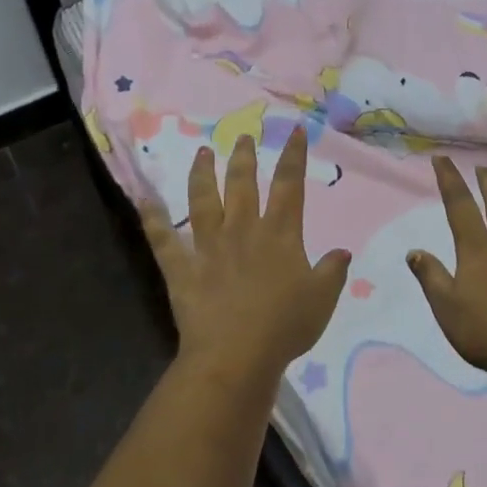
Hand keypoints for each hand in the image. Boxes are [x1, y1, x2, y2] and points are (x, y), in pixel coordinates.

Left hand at [140, 127, 351, 384]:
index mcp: (279, 234)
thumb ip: (332, 271)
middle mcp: (242, 230)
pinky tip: (144, 199)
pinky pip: (163, 240)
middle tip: (242, 137)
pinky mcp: (182, 269)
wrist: (236, 355)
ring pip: (202, 202)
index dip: (293, 155)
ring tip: (202, 153)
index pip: (289, 185)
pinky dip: (152, 219)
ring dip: (202, 175)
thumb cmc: (285, 326)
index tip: (293, 130)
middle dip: (243, 157)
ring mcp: (208, 247)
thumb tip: (342, 251)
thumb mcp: (322, 299)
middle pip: (242, 184)